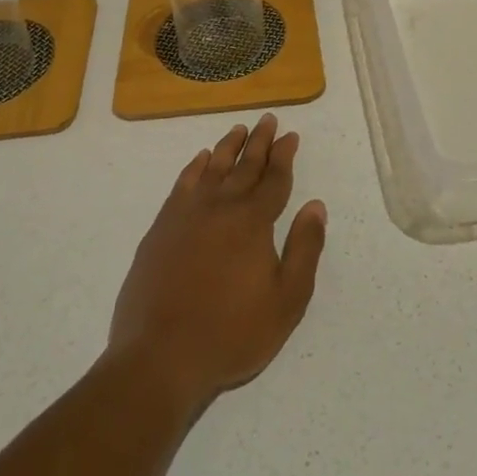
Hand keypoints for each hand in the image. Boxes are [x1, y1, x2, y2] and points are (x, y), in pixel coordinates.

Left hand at [108, 114, 326, 414]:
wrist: (160, 356)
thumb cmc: (231, 333)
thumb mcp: (287, 300)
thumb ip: (305, 249)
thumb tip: (316, 206)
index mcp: (253, 222)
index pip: (274, 179)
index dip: (284, 156)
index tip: (290, 135)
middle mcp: (220, 207)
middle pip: (244, 166)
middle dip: (259, 142)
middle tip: (267, 119)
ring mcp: (186, 215)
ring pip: (212, 169)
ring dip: (228, 147)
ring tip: (238, 130)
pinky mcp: (161, 229)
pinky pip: (182, 185)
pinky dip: (194, 168)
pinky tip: (200, 160)